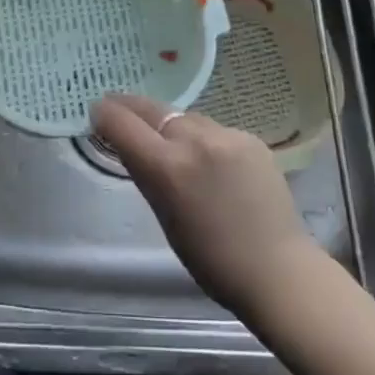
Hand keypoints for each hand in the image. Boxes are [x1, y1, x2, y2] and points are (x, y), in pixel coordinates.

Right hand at [90, 94, 321, 316]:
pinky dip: (202, 139)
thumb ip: (147, 175)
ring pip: (185, 118)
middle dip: (130, 107)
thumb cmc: (212, 260)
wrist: (278, 268)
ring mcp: (227, 135)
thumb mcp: (165, 218)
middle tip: (116, 105)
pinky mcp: (251, 138)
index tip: (97, 111)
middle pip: (153, 110)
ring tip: (164, 136)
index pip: (123, 124)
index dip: (105, 114)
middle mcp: (195, 140)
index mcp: (168, 167)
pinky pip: (214, 130)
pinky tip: (207, 158)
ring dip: (169, 124)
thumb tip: (131, 147)